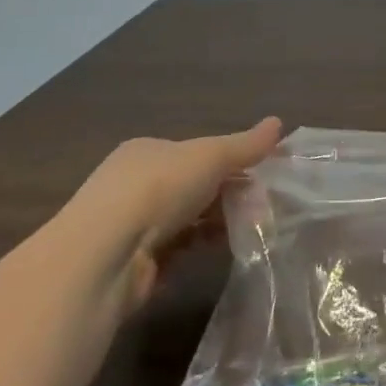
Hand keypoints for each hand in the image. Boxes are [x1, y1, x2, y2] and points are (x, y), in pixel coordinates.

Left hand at [71, 117, 281, 302]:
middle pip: (193, 186)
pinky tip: (223, 250)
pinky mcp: (134, 263)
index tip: (262, 175)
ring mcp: (131, 225)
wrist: (106, 256)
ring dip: (217, 222)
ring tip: (252, 228)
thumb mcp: (210, 156)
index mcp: (147, 150)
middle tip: (263, 206)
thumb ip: (244, 145)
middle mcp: (134, 184)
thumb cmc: (158, 189)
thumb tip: (279, 122)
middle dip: (227, 194)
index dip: (230, 161)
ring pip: (187, 219)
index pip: (195, 152)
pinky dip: (200, 248)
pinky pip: (177, 249)